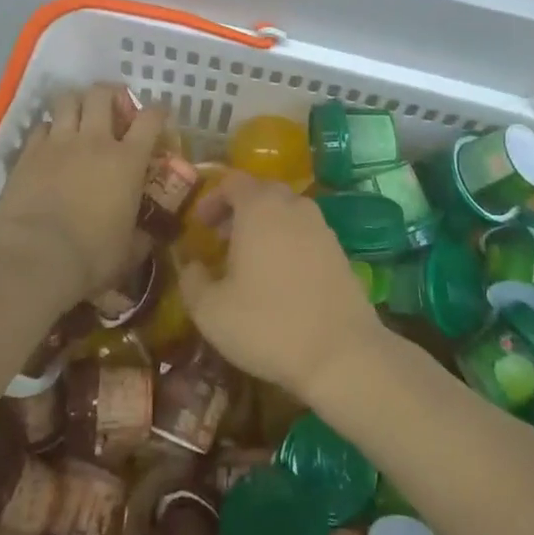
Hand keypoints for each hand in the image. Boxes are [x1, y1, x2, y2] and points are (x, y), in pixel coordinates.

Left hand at [0, 84, 165, 299]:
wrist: (34, 257)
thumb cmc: (91, 256)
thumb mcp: (128, 252)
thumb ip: (141, 238)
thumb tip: (147, 237)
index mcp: (128, 161)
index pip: (150, 119)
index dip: (157, 112)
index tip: (159, 115)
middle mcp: (95, 141)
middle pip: (102, 94)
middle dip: (110, 94)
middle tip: (112, 107)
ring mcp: (58, 143)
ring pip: (67, 100)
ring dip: (76, 102)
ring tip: (79, 114)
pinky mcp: (28, 153)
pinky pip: (40, 126)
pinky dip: (48, 129)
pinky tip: (49, 142)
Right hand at [175, 171, 384, 402]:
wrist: (342, 353)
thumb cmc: (267, 325)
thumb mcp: (211, 311)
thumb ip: (192, 281)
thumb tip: (192, 265)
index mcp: (259, 207)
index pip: (232, 181)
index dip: (212, 198)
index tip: (200, 225)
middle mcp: (293, 206)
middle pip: (261, 192)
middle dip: (237, 210)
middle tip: (220, 240)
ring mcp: (321, 226)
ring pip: (286, 212)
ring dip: (264, 226)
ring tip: (249, 261)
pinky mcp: (339, 250)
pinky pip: (305, 233)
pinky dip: (287, 243)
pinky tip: (280, 278)